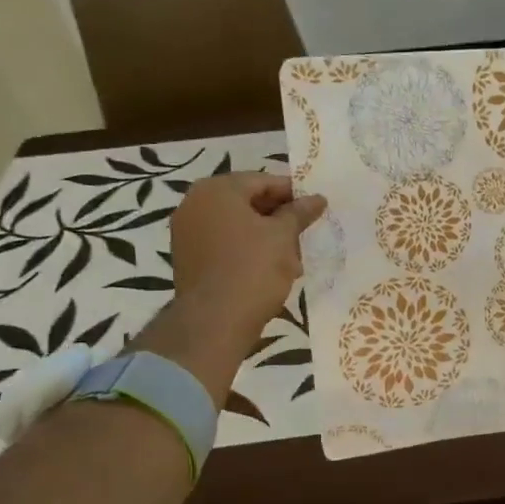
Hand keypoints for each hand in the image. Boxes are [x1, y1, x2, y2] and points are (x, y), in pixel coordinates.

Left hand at [133, 173, 325, 404]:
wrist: (214, 322)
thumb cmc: (252, 269)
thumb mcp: (283, 237)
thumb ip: (299, 212)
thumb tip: (317, 198)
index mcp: (217, 190)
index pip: (262, 181)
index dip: (293, 193)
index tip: (315, 207)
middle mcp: (194, 203)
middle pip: (247, 201)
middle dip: (278, 216)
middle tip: (305, 231)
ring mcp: (187, 232)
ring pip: (236, 224)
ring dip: (264, 234)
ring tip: (292, 254)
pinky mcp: (188, 258)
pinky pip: (224, 244)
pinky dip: (247, 249)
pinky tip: (270, 267)